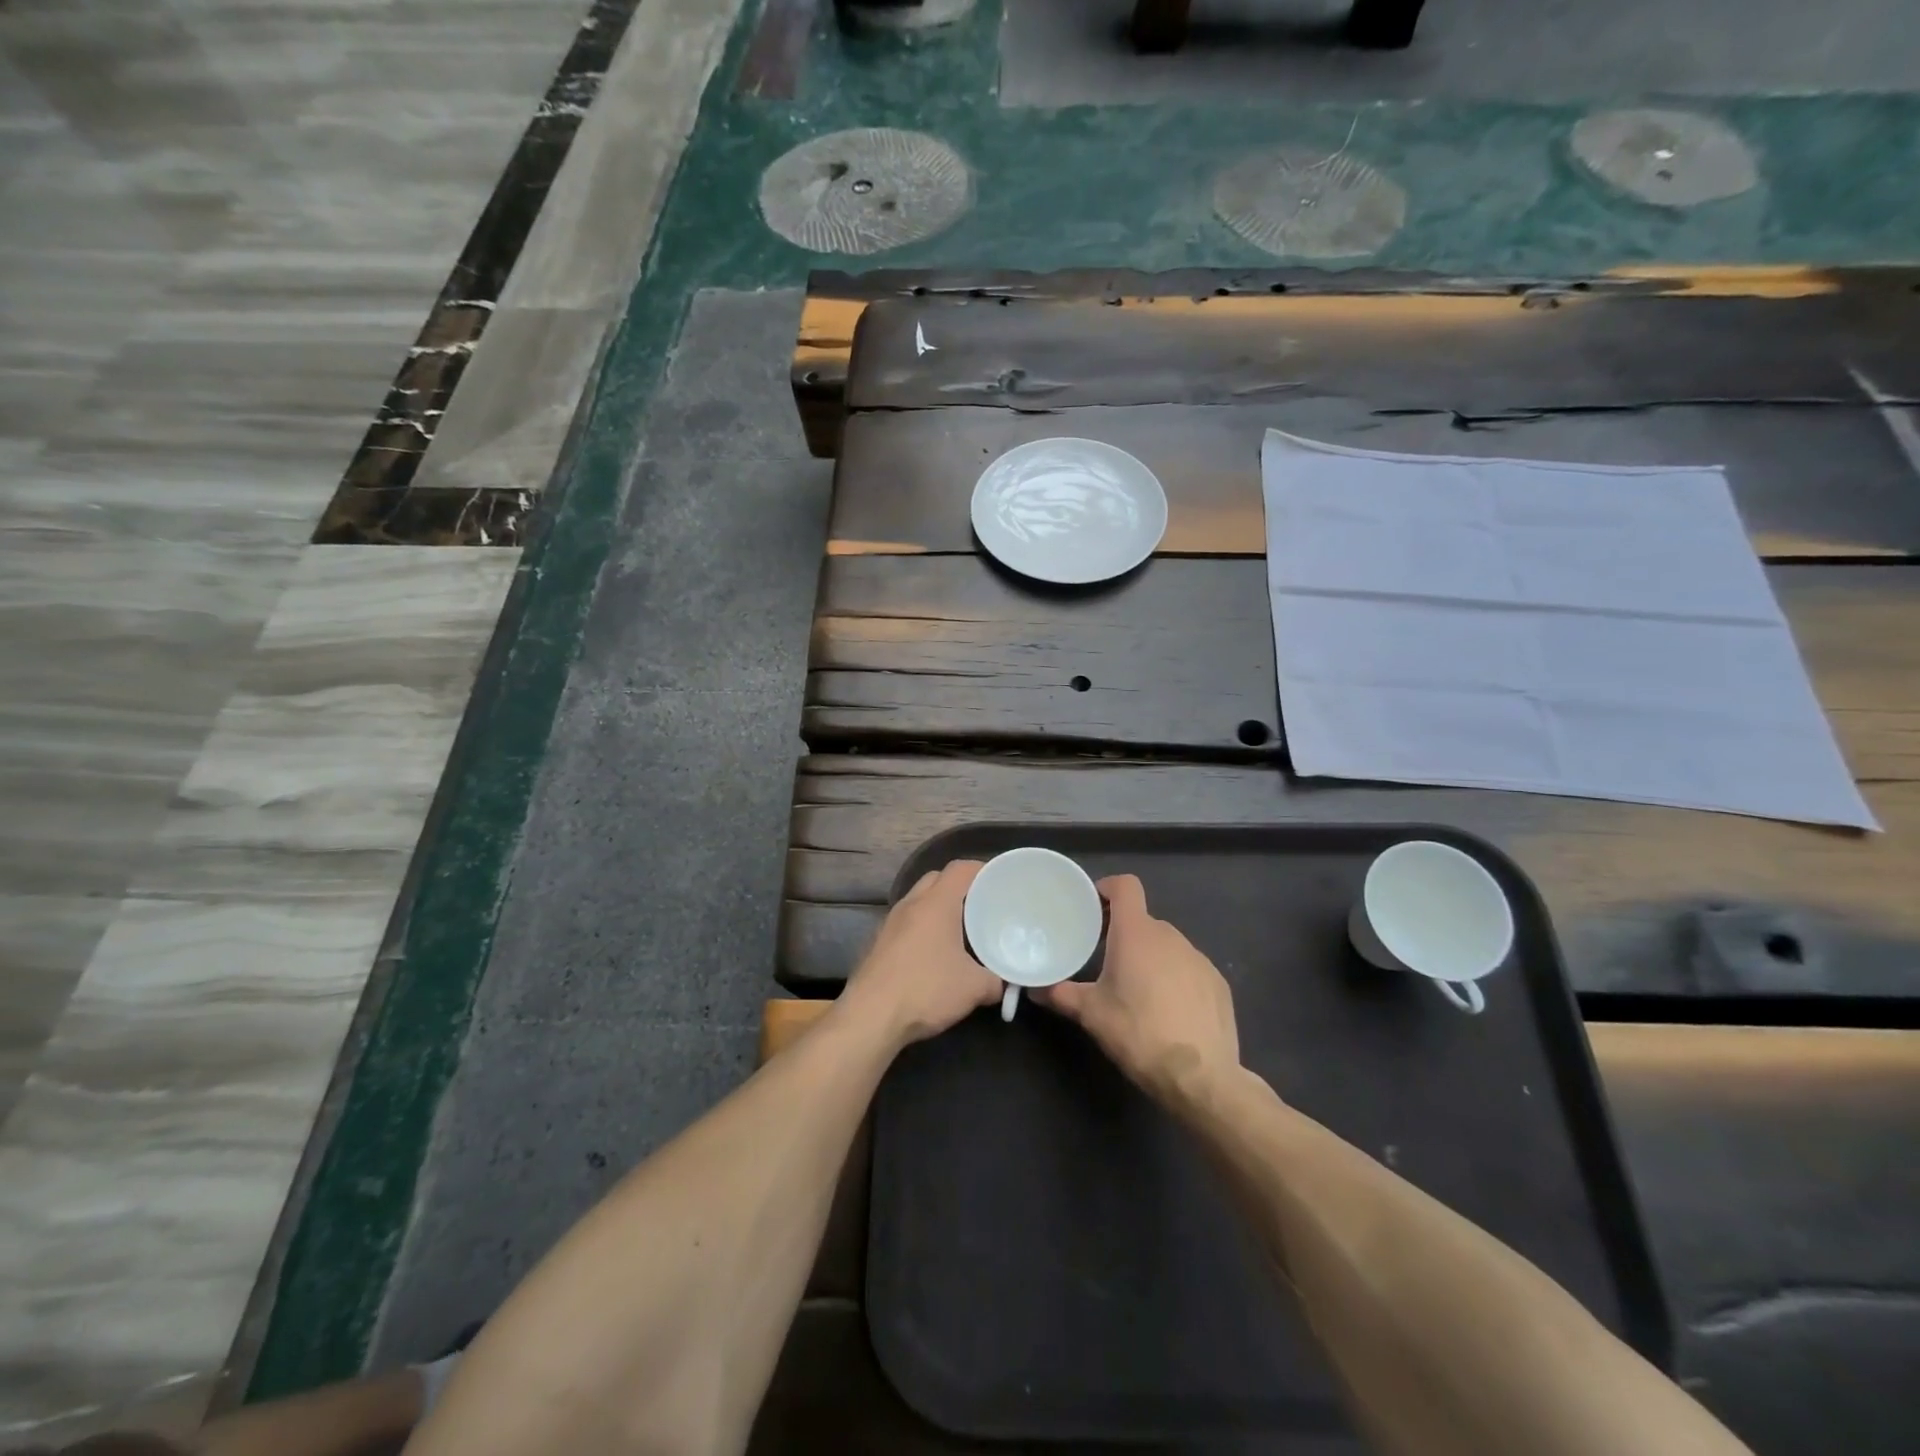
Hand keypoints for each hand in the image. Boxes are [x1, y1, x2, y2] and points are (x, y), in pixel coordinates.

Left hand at [840, 860, 1000, 1048]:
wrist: (870, 1016)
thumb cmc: (926, 990)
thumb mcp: (973, 988)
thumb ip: (995, 981)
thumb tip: (1002, 984)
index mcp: (936, 903)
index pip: (960, 869)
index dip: (982, 870)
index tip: (999, 882)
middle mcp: (910, 904)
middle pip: (937, 879)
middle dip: (960, 887)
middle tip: (982, 906)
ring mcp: (889, 922)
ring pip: (918, 900)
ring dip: (938, 908)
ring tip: (960, 930)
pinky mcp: (877, 942)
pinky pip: (906, 922)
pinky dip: (922, 927)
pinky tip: (933, 953)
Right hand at [1037, 874, 1241, 1107]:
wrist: (1200, 1077)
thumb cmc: (1138, 1033)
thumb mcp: (1091, 1014)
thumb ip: (1060, 994)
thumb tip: (1034, 989)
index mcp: (1136, 933)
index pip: (1126, 886)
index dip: (1108, 888)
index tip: (1092, 906)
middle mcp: (1170, 936)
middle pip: (1142, 920)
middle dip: (1123, 933)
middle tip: (1104, 957)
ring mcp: (1198, 958)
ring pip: (1167, 945)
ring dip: (1149, 957)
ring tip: (1136, 989)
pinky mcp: (1217, 983)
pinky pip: (1189, 968)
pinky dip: (1175, 978)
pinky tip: (1168, 1010)